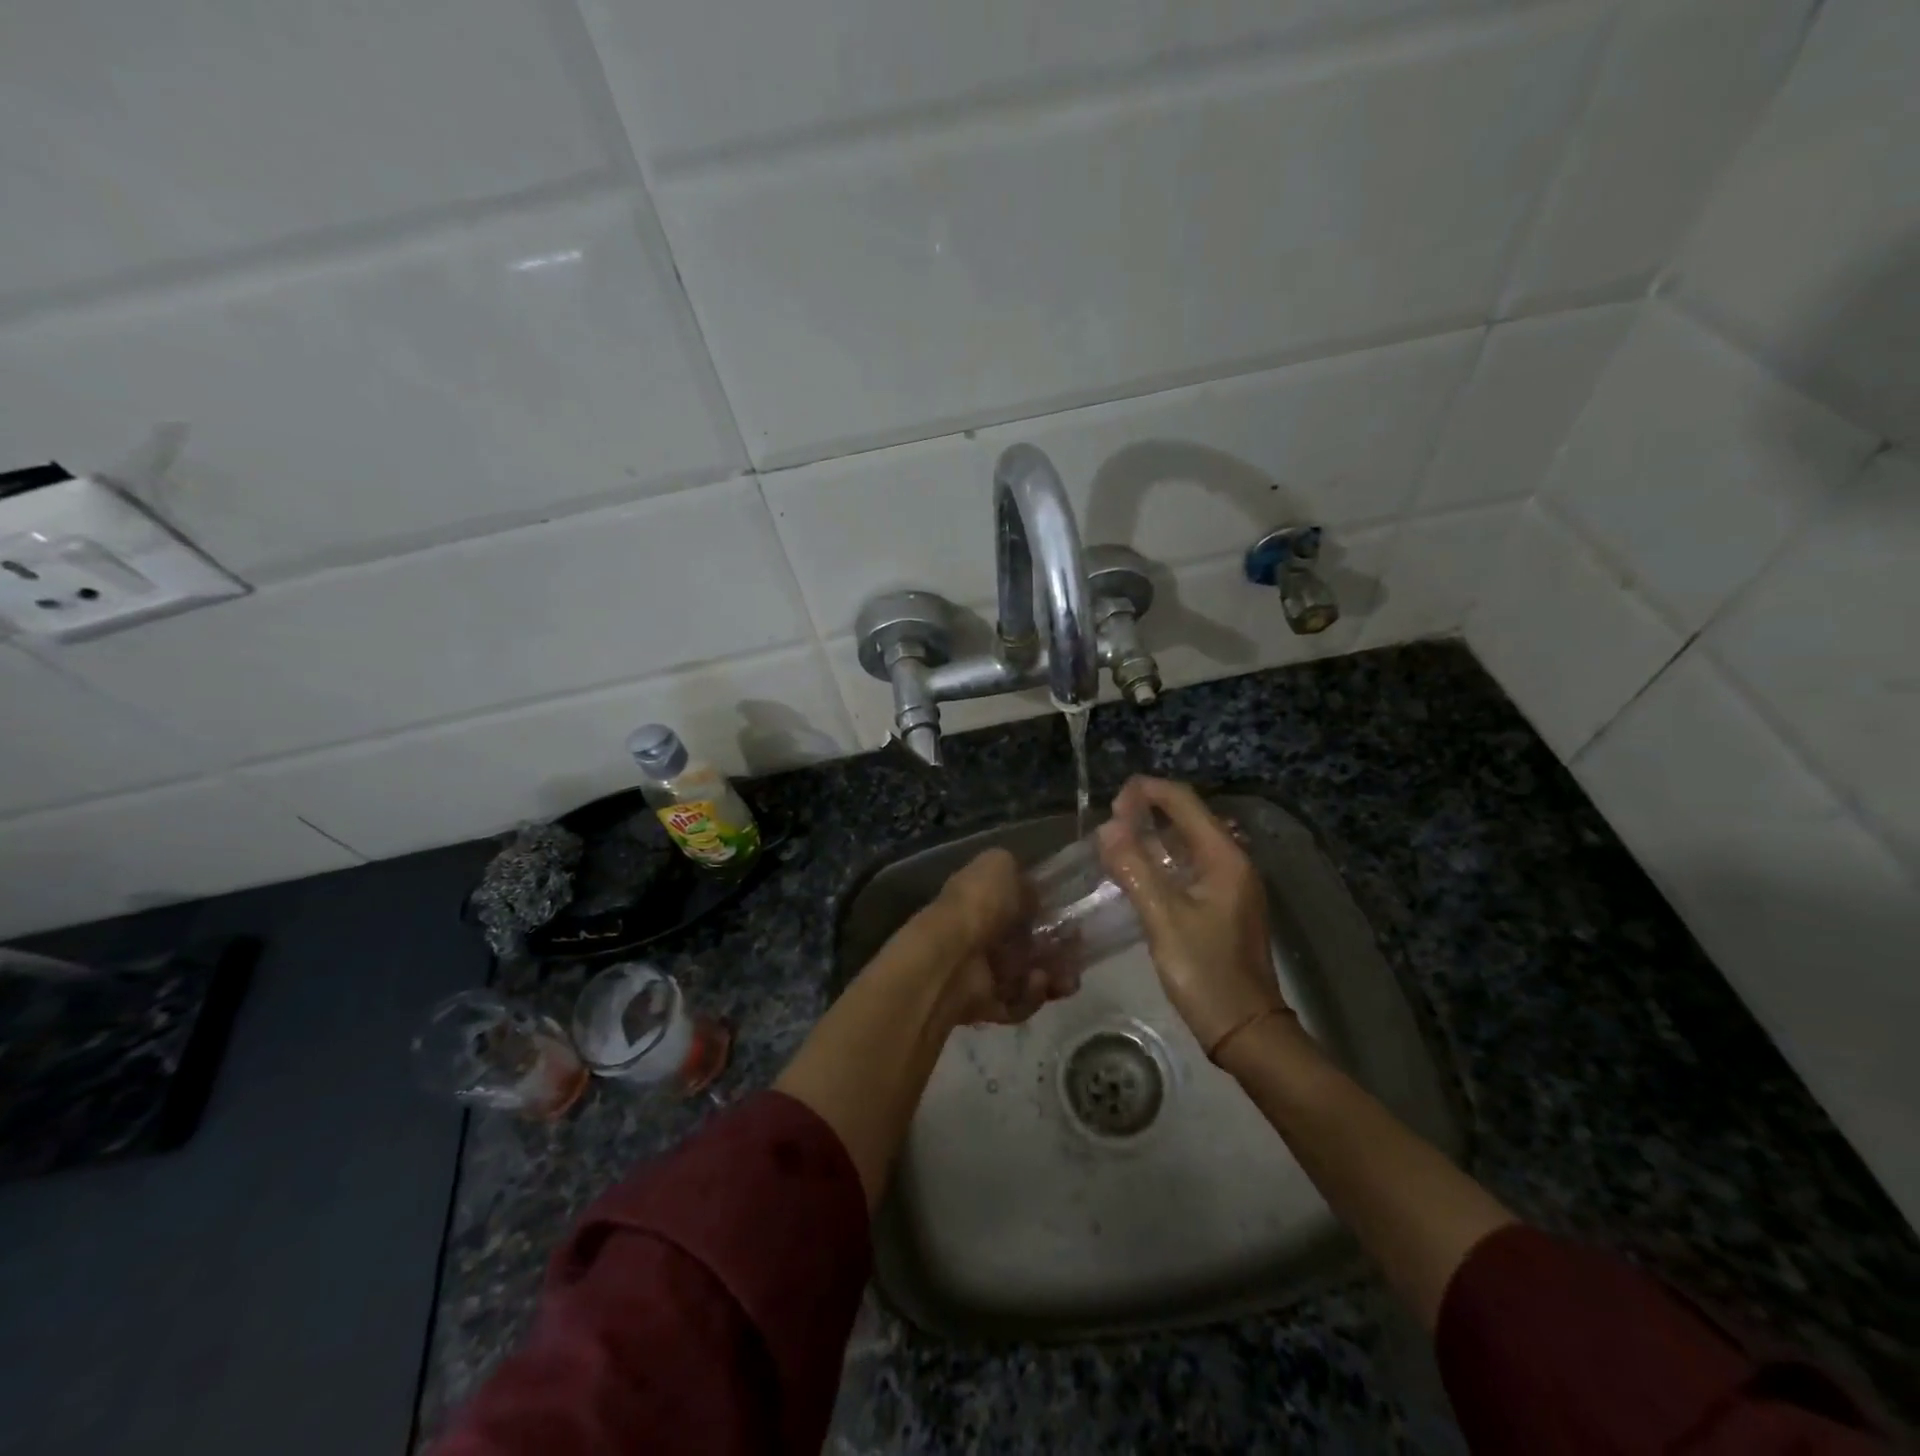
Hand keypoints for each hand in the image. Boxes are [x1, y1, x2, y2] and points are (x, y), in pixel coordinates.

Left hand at [922, 849, 1058, 1026]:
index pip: (1021, 910)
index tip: (1074, 918)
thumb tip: (1029, 886)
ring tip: (1065, 976)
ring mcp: (984, 974)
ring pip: (1030, 978)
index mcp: (983, 902)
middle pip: (1031, 948)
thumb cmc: (977, 904)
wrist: (951, 956)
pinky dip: (1032, 995)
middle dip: (1060, 951)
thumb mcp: (999, 865)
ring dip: (1053, 978)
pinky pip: (1019, 1004)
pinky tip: (1037, 982)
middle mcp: (983, 938)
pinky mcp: (987, 1006)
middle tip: (1079, 952)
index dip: (1050, 914)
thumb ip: (1015, 871)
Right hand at [1096, 777, 1290, 1057]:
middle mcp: (1234, 862)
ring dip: (1156, 834)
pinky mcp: (1225, 904)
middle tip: (1110, 823)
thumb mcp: (1164, 920)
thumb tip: (1107, 827)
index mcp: (1225, 858)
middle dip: (1150, 810)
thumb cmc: (1206, 973)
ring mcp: (1232, 884)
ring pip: (1190, 842)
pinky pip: (1191, 865)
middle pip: (1190, 817)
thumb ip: (1135, 869)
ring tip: (1119, 841)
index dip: (1148, 791)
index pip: (1185, 802)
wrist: (1246, 1029)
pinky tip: (1141, 873)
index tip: (1111, 800)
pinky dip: (1164, 859)